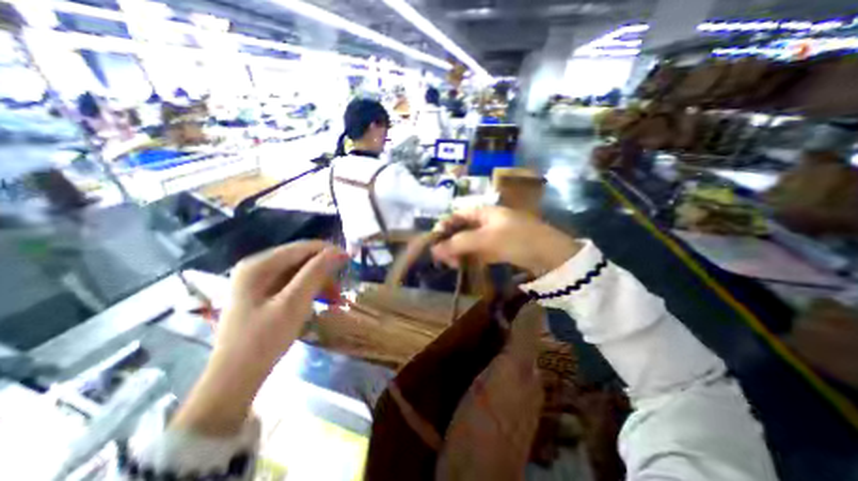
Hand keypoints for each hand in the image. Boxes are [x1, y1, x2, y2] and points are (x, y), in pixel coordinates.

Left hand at [171, 243, 345, 433]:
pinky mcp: (262, 294)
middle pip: (300, 259)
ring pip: (300, 271)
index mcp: (259, 265)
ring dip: (320, 281)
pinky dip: (310, 290)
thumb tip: (338, 251)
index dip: (328, 251)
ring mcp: (258, 281)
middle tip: (342, 287)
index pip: (302, 247)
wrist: (235, 378)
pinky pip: (293, 283)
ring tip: (335, 298)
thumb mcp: (294, 303)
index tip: (350, 260)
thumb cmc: (263, 339)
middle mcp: (257, 267)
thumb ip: (316, 272)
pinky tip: (321, 301)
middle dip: (324, 270)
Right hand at [433, 206, 579, 276]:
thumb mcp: (486, 239)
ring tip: (452, 265)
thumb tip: (434, 249)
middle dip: (451, 242)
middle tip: (443, 258)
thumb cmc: (517, 240)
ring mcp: (496, 234)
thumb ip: (459, 243)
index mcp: (485, 211)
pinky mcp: (502, 248)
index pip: (458, 214)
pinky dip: (472, 257)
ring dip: (460, 251)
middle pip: (463, 228)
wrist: (552, 255)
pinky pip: (481, 250)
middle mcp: (489, 220)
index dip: (444, 226)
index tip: (434, 241)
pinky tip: (465, 265)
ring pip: (471, 241)